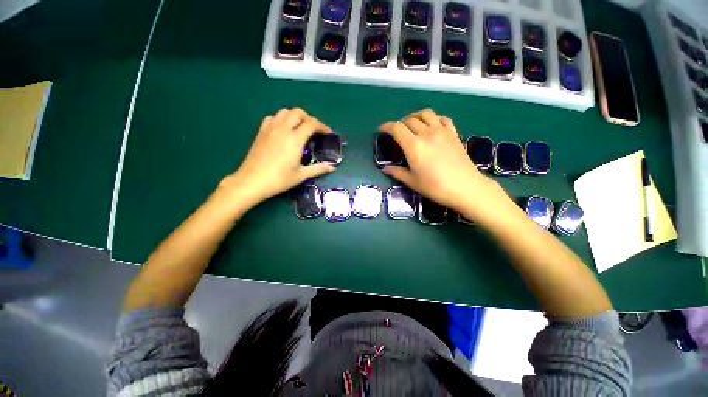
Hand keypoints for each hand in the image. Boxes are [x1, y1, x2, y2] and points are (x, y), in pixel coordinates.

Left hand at [220, 108, 334, 210]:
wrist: (252, 181)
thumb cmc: (279, 180)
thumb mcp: (301, 175)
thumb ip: (319, 169)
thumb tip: (333, 167)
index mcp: (295, 139)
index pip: (312, 124)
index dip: (323, 127)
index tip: (328, 133)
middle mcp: (283, 129)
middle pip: (298, 112)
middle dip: (309, 119)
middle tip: (314, 131)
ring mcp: (270, 129)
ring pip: (285, 112)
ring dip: (295, 117)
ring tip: (300, 129)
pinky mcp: (261, 132)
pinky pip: (273, 118)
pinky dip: (281, 119)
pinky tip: (283, 130)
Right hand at [380, 109, 512, 221]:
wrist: (465, 187)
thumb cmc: (435, 187)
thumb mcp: (412, 182)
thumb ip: (397, 172)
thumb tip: (385, 169)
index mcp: (413, 146)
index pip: (396, 128)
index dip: (387, 126)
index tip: (382, 130)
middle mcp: (426, 133)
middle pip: (409, 120)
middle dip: (400, 124)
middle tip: (397, 132)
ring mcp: (442, 131)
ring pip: (426, 114)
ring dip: (416, 116)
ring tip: (412, 124)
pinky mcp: (453, 133)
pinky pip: (442, 118)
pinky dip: (434, 118)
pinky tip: (432, 126)